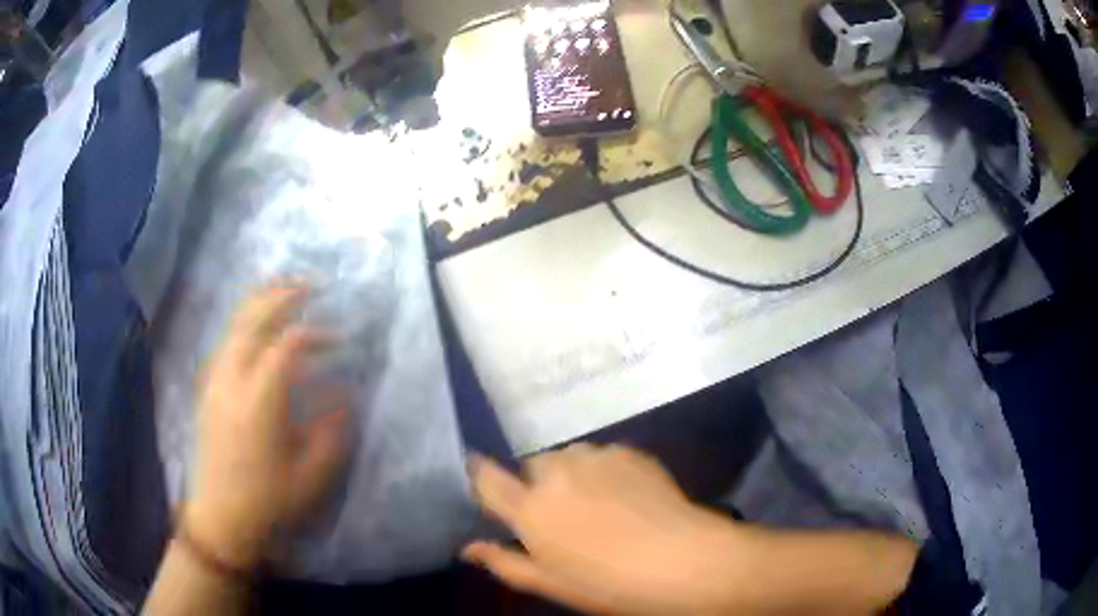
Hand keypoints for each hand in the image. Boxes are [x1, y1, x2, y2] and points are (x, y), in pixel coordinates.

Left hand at [185, 285, 348, 570]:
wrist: (221, 515)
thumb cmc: (268, 500)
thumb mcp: (311, 474)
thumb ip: (331, 431)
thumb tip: (342, 394)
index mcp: (260, 401)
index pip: (286, 346)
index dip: (315, 334)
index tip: (337, 339)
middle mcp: (233, 381)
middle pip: (254, 320)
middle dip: (283, 296)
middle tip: (310, 284)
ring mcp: (216, 381)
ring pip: (235, 325)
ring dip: (260, 301)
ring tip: (284, 288)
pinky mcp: (208, 388)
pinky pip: (225, 341)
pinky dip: (243, 322)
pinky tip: (256, 324)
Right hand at [464, 444, 746, 614]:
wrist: (680, 560)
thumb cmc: (608, 584)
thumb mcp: (550, 583)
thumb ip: (505, 562)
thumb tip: (469, 549)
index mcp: (530, 508)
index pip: (487, 477)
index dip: (481, 475)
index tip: (484, 480)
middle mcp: (556, 474)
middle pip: (533, 466)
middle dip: (538, 483)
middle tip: (560, 513)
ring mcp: (595, 458)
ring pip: (568, 457)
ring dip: (571, 474)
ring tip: (594, 502)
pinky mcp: (628, 452)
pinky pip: (602, 455)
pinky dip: (603, 470)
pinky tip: (624, 496)